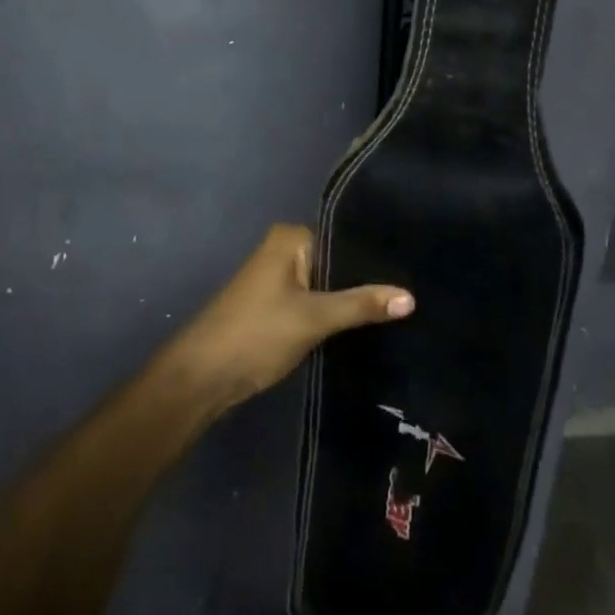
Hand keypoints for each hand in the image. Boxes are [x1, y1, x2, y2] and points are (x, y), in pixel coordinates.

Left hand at [167, 225, 413, 410]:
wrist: (202, 378)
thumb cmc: (256, 334)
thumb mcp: (314, 318)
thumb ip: (361, 305)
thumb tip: (411, 297)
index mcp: (291, 237)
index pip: (345, 237)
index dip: (376, 256)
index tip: (412, 270)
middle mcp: (285, 249)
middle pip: (337, 261)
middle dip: (366, 280)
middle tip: (411, 294)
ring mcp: (279, 278)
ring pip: (327, 284)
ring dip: (351, 299)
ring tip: (398, 309)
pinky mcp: (277, 305)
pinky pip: (316, 300)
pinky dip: (334, 312)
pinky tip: (365, 325)